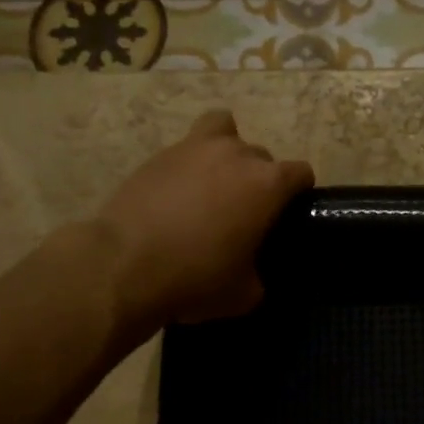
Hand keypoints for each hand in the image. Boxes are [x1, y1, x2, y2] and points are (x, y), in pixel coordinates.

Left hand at [94, 110, 313, 331]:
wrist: (122, 265)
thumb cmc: (195, 278)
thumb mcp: (244, 294)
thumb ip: (259, 274)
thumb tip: (253, 271)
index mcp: (268, 184)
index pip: (301, 173)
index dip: (298, 193)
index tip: (286, 214)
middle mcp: (237, 155)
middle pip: (262, 156)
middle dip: (259, 179)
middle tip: (243, 212)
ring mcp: (194, 148)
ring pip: (223, 130)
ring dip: (226, 152)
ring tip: (213, 182)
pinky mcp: (158, 155)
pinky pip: (186, 148)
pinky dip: (189, 164)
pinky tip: (178, 193)